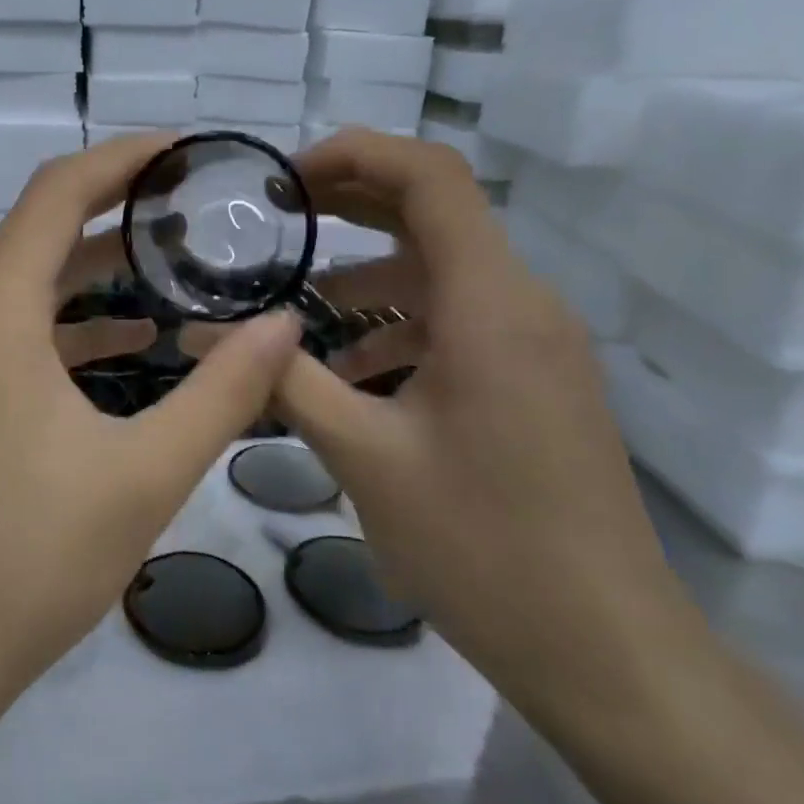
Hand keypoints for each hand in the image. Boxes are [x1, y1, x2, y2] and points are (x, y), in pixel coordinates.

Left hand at [0, 134, 303, 713]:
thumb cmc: (29, 557)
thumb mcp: (145, 471)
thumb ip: (223, 392)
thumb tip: (285, 324)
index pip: (59, 192)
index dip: (124, 158)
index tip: (188, 150)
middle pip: (43, 229)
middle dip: (119, 209)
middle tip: (197, 204)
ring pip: (32, 283)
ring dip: (98, 268)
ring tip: (177, 263)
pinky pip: (20, 334)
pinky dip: (75, 325)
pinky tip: (133, 344)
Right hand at [271, 129, 698, 722]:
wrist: (604, 649)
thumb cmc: (481, 546)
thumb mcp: (363, 455)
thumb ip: (281, 379)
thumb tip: (200, 332)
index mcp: (490, 304)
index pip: (430, 177)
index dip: (353, 154)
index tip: (282, 181)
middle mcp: (522, 303)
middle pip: (433, 213)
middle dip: (348, 205)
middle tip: (272, 220)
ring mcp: (534, 342)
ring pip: (440, 272)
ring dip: (367, 275)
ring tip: (292, 307)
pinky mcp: (532, 378)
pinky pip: (457, 321)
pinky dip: (398, 324)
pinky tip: (349, 372)